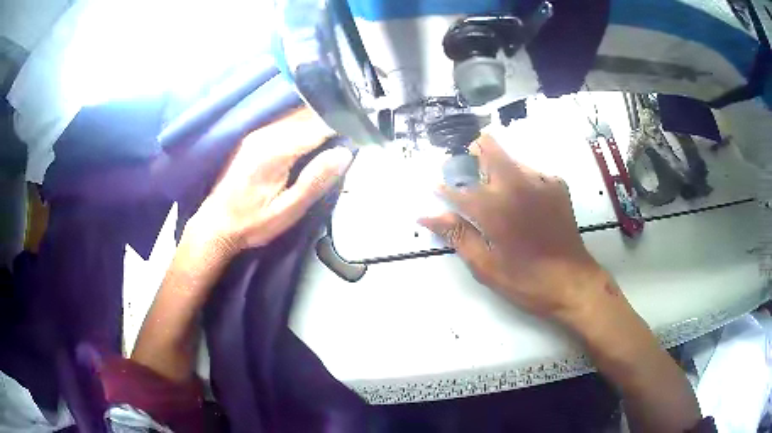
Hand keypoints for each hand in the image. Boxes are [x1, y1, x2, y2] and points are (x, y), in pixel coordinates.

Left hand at [190, 108, 352, 253]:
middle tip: (357, 129)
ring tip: (342, 130)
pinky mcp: (254, 139)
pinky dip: (305, 126)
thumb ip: (315, 180)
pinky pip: (286, 123)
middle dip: (333, 120)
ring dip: (320, 120)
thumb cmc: (252, 223)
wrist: (215, 225)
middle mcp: (266, 134)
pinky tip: (315, 136)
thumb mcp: (287, 210)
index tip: (363, 129)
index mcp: (275, 150)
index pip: (317, 126)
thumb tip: (344, 153)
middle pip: (308, 116)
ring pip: (297, 116)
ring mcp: (258, 134)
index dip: (342, 125)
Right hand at [419, 135, 608, 318]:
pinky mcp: (557, 185)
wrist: (573, 282)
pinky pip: (530, 171)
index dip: (444, 188)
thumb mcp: (486, 267)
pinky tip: (522, 200)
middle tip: (467, 169)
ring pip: (510, 158)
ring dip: (497, 167)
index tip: (436, 188)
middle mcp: (517, 185)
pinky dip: (519, 179)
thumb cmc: (526, 280)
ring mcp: (540, 182)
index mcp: (495, 208)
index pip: (460, 189)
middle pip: (490, 149)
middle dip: (474, 153)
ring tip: (495, 190)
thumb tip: (428, 216)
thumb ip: (458, 236)